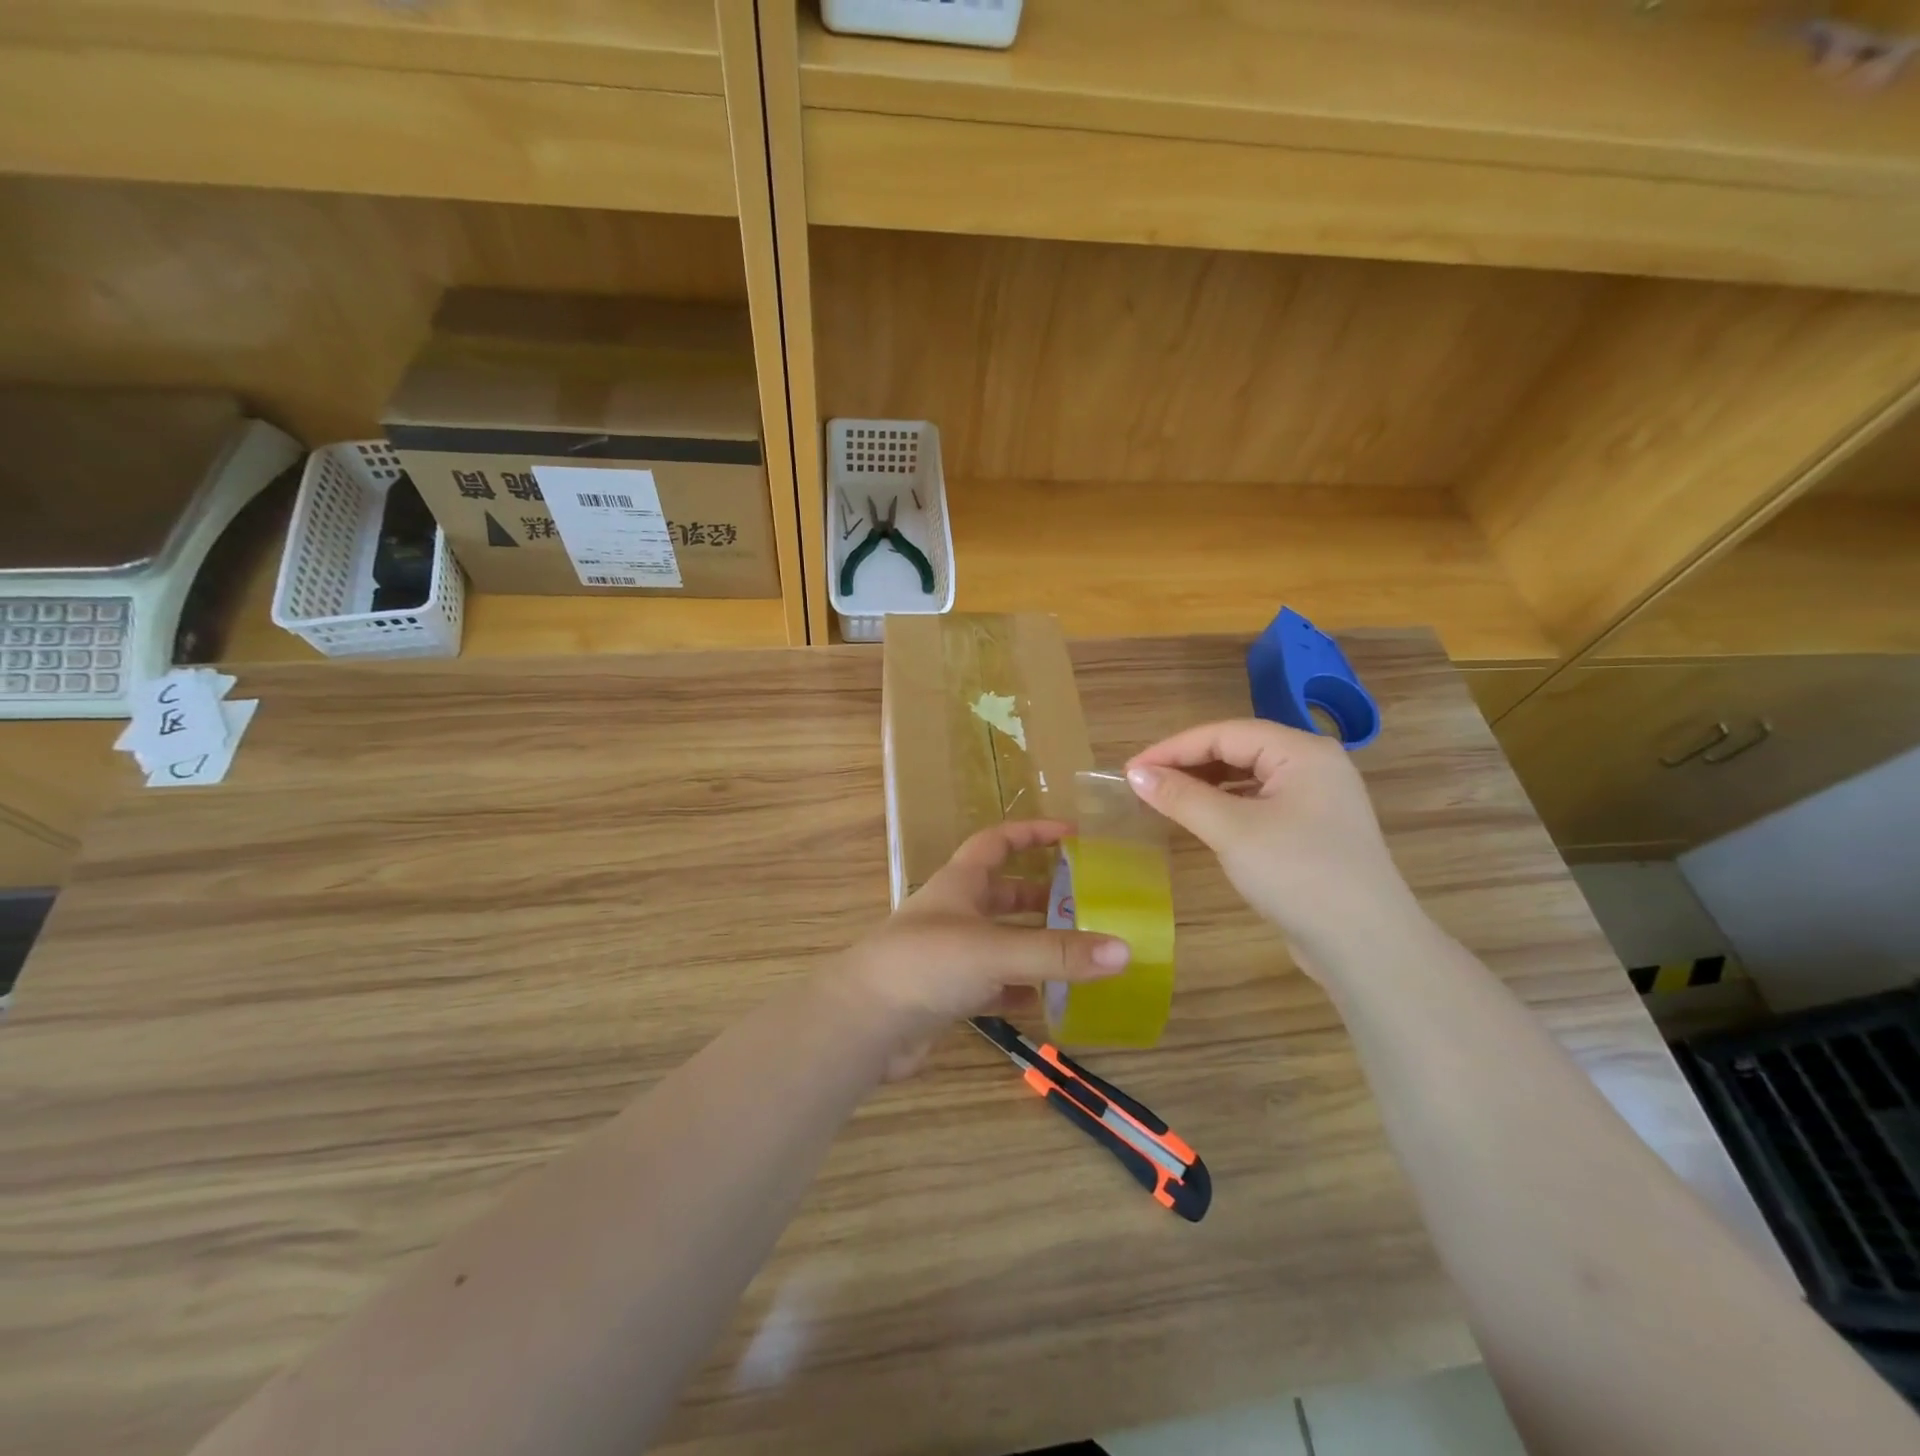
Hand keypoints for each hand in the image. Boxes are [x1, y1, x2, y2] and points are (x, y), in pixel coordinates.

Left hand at [832, 820, 1129, 1077]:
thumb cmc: (926, 964)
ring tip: (1080, 953)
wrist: (863, 1023)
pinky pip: (993, 985)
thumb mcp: (995, 950)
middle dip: (1042, 895)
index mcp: (959, 883)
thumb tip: (1124, 950)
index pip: (997, 842)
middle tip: (1086, 905)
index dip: (1032, 833)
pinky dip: (1020, 989)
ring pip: (1002, 941)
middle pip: (1003, 894)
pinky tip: (1048, 1001)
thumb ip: (1057, 953)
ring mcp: (949, 955)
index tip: (1072, 834)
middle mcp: (954, 913)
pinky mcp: (947, 994)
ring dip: (1035, 945)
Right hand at [1124, 719, 1424, 976]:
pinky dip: (1226, 806)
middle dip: (1188, 764)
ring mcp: (1318, 800)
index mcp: (1302, 752)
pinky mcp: (1313, 831)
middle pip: (1239, 750)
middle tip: (1143, 784)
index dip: (1173, 748)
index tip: (1131, 770)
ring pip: (1249, 777)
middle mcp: (1314, 766)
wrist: (1366, 947)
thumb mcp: (1233, 831)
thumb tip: (1135, 774)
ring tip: (1165, 799)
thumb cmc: (1299, 875)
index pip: (1225, 733)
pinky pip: (1260, 803)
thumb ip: (1182, 797)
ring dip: (1205, 785)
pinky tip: (1203, 821)